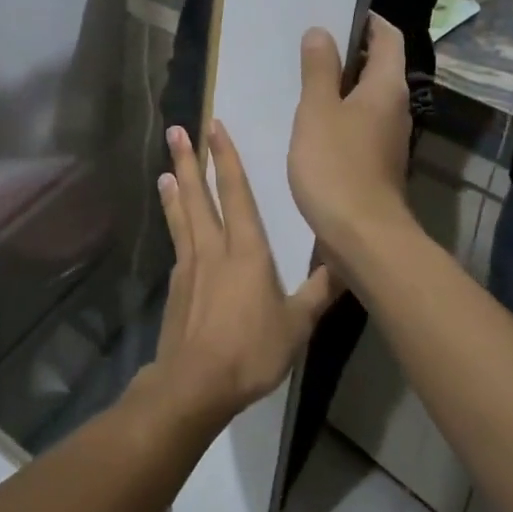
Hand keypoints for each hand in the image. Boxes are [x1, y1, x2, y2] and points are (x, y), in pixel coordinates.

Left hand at [148, 122, 342, 424]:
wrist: (195, 384)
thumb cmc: (251, 352)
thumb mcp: (297, 325)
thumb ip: (320, 292)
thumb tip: (348, 262)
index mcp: (246, 251)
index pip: (236, 193)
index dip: (227, 158)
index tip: (214, 127)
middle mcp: (214, 249)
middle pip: (199, 195)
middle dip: (189, 161)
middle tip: (175, 131)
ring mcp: (189, 267)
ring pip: (182, 216)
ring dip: (175, 189)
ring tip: (165, 169)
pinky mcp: (175, 287)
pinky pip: (177, 244)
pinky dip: (173, 224)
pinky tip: (174, 225)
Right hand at [288, 15, 412, 253]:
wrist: (362, 236)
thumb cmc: (337, 165)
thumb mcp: (317, 110)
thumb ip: (318, 69)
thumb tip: (321, 32)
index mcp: (387, 87)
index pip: (388, 38)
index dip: (369, 21)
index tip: (339, 13)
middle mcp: (397, 108)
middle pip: (381, 67)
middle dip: (352, 52)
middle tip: (313, 45)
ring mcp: (390, 138)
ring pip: (370, 98)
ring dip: (345, 85)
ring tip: (308, 79)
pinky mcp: (379, 163)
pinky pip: (363, 124)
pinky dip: (343, 113)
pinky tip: (315, 122)